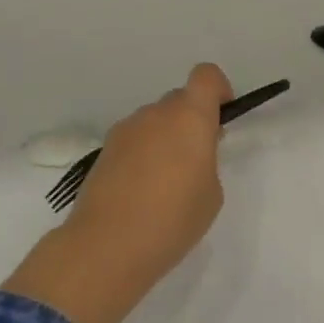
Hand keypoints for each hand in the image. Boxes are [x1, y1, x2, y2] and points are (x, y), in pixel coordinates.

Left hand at [3, 64, 233, 322]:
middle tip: (196, 161)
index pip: (206, 76)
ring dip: (164, 138)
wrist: (107, 246)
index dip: (218, 90)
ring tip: (165, 183)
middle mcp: (156, 114)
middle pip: (179, 100)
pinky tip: (141, 192)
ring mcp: (125, 130)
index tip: (220, 121)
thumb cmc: (173, 219)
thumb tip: (189, 153)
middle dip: (191, 121)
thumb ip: (206, 161)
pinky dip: (142, 155)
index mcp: (190, 117)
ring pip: (154, 121)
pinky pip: (134, 141)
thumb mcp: (211, 193)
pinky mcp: (103, 150)